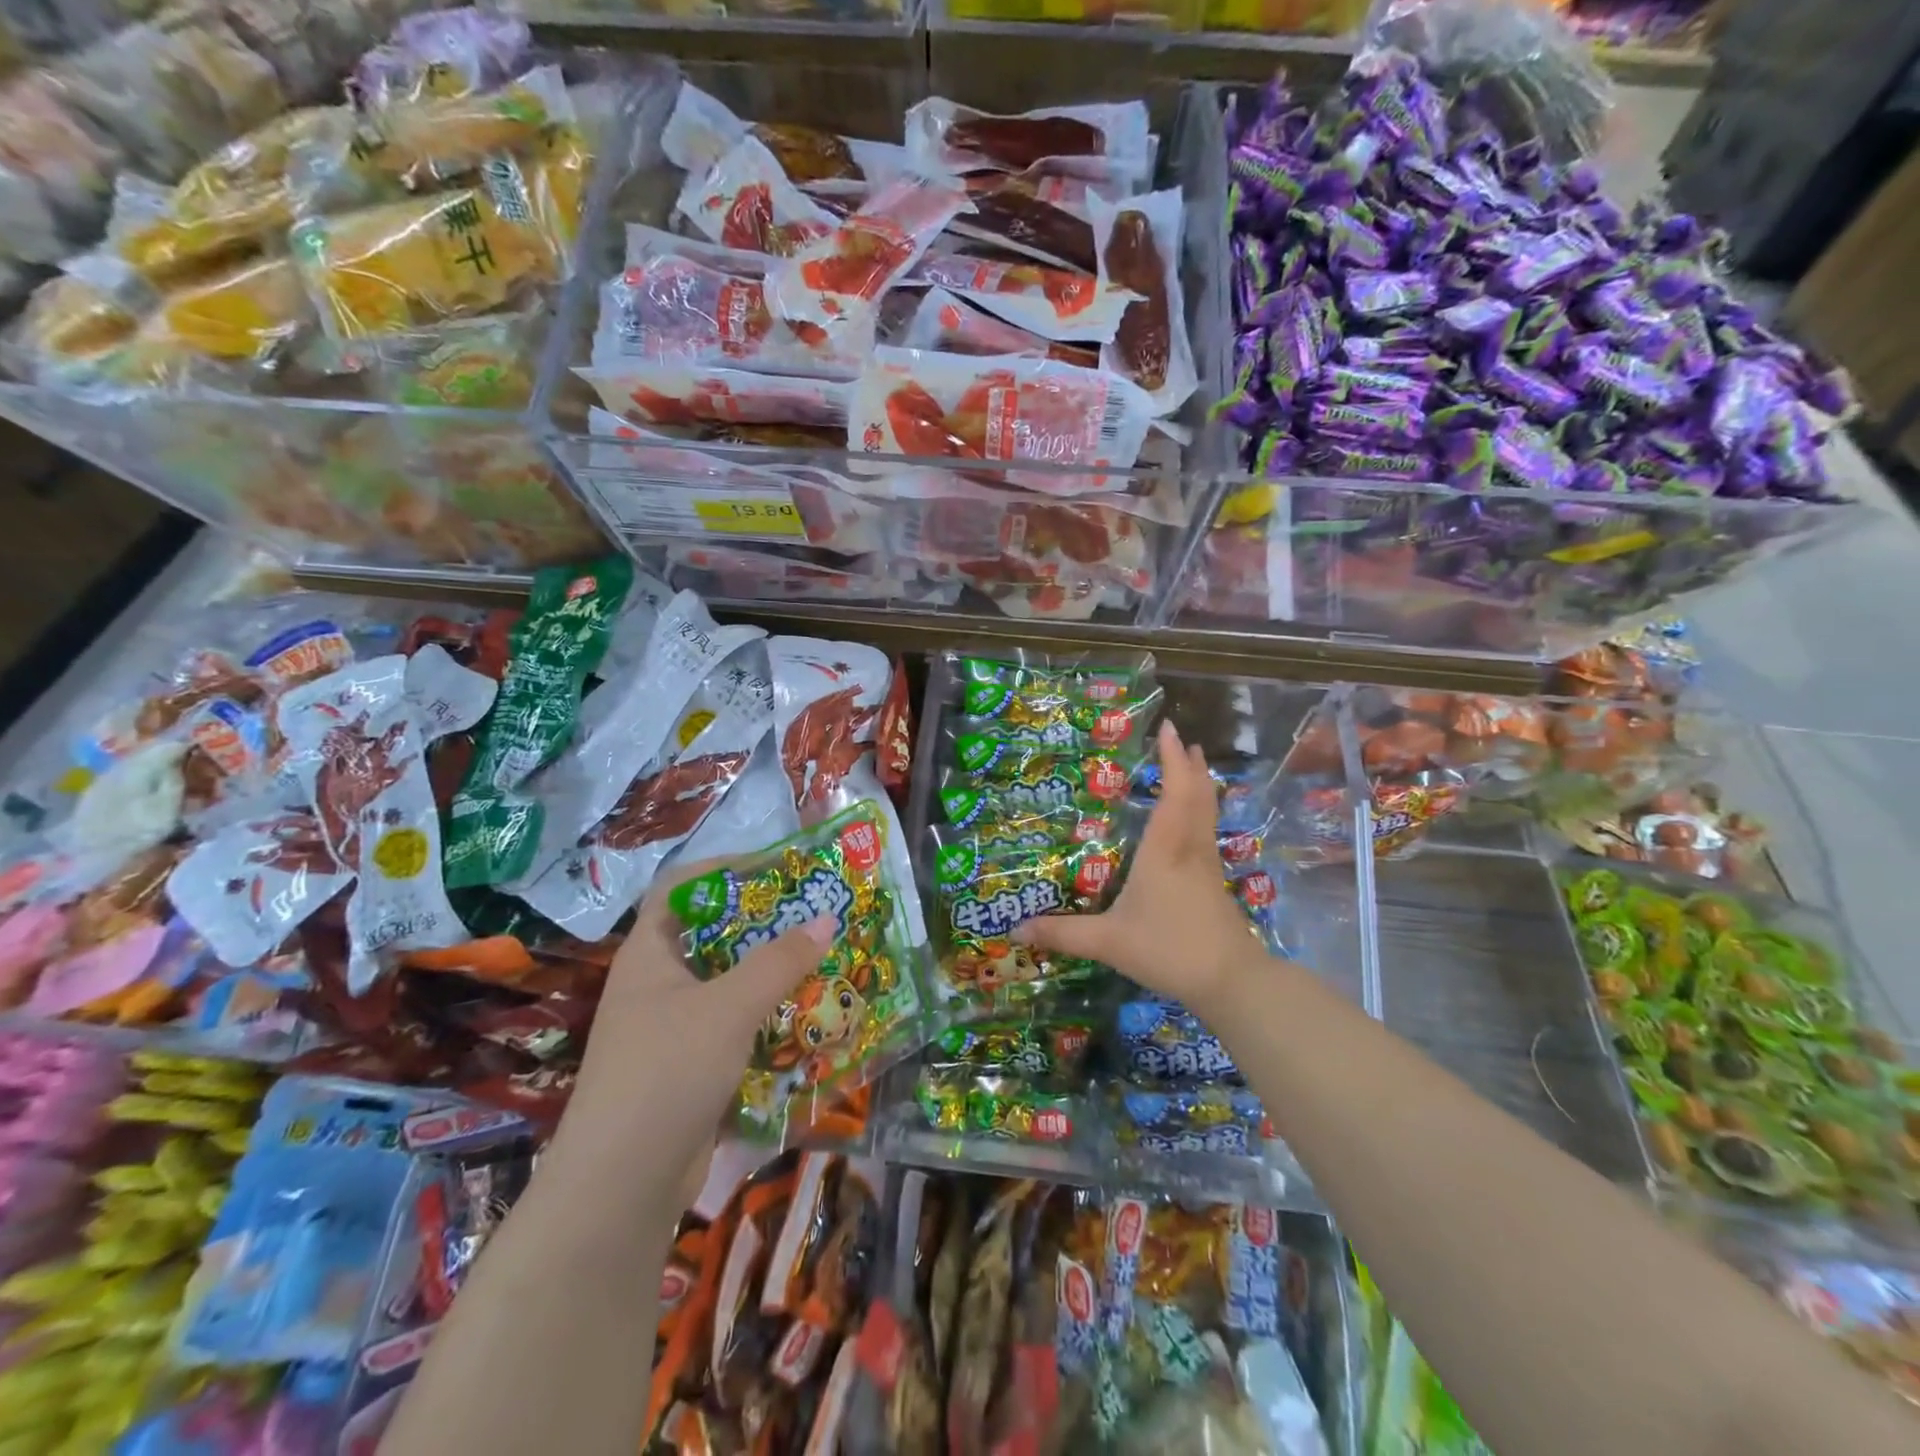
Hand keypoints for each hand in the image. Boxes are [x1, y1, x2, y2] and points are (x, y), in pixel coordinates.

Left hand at [555, 859, 835, 1189]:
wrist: (621, 1187)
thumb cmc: (666, 1071)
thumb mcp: (729, 1007)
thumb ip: (780, 962)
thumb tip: (827, 920)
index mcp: (650, 953)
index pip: (681, 887)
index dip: (725, 868)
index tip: (777, 869)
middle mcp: (658, 983)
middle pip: (713, 934)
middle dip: (763, 923)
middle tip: (815, 914)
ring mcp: (672, 1027)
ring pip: (728, 982)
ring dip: (770, 972)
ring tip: (822, 959)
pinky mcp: (690, 1067)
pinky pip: (734, 1025)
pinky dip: (767, 1015)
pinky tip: (806, 1015)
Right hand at [1014, 720, 1265, 1019]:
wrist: (1230, 981)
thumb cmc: (1169, 949)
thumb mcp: (1108, 942)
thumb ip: (1064, 933)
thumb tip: (1017, 930)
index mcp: (1165, 850)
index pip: (1174, 793)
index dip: (1173, 760)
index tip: (1169, 729)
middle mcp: (1190, 849)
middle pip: (1198, 797)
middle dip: (1191, 767)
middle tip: (1185, 741)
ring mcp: (1207, 867)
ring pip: (1208, 814)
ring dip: (1200, 787)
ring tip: (1193, 769)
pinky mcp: (1216, 885)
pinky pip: (1208, 834)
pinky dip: (1201, 813)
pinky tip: (1192, 826)